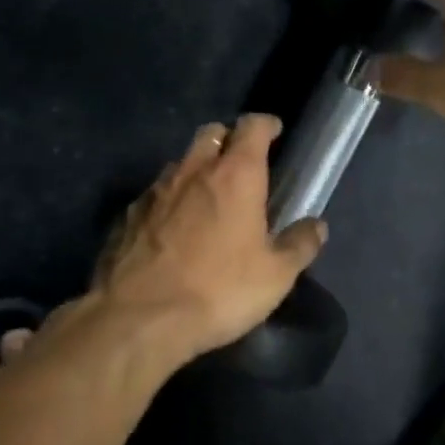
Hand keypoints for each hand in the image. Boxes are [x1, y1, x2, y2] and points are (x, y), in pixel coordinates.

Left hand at [93, 115, 326, 361]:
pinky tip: (172, 229)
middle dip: (228, 139)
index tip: (275, 132)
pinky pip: (154, 195)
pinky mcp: (127, 216)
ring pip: (180, 163)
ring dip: (197, 170)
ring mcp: (156, 191)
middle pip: (212, 133)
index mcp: (236, 175)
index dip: (266, 124)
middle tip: (241, 164)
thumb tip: (317, 226)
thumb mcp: (275, 276)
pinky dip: (169, 201)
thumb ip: (300, 245)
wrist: (138, 320)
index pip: (252, 126)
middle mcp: (194, 170)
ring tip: (207, 198)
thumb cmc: (218, 290)